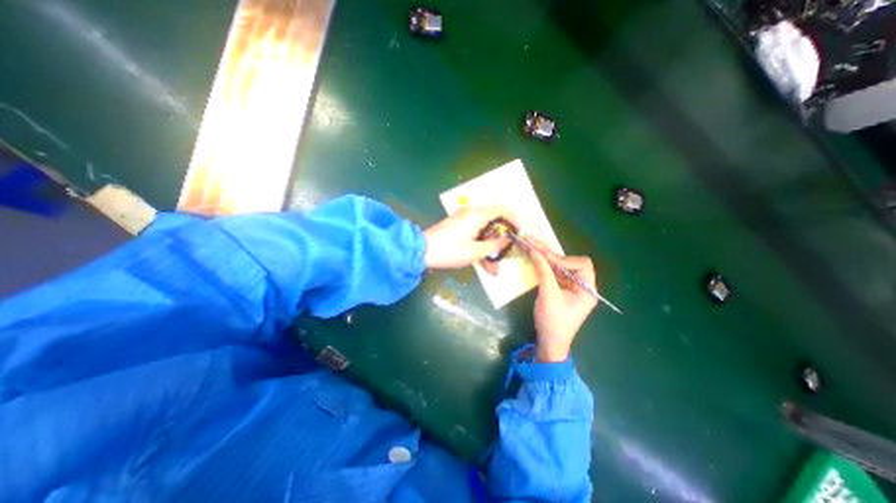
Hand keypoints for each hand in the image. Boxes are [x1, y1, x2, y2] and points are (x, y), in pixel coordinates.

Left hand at [422, 205, 513, 273]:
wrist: (421, 251)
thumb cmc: (449, 251)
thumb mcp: (475, 251)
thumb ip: (494, 245)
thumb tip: (506, 240)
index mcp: (476, 215)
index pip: (501, 209)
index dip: (512, 218)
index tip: (517, 231)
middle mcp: (470, 213)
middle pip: (493, 221)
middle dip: (500, 238)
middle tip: (506, 252)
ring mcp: (462, 219)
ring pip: (483, 231)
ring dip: (489, 246)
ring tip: (493, 266)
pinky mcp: (456, 226)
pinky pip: (474, 233)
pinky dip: (479, 245)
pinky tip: (482, 261)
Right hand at [526, 246, 596, 361]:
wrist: (550, 342)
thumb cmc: (553, 322)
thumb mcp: (548, 295)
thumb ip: (543, 272)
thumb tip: (535, 252)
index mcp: (587, 289)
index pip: (582, 264)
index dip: (565, 260)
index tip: (547, 260)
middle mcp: (582, 285)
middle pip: (569, 263)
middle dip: (551, 254)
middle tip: (533, 241)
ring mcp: (571, 287)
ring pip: (559, 266)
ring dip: (545, 257)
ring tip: (530, 245)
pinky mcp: (561, 289)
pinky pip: (554, 273)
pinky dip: (544, 266)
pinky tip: (534, 258)